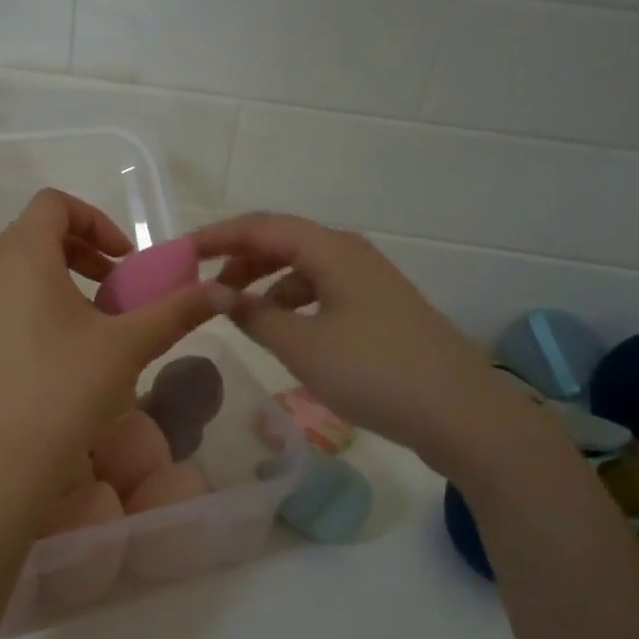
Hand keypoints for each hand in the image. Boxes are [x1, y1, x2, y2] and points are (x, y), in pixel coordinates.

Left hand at [0, 190, 231, 484]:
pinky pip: (5, 308)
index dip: (95, 220)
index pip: (53, 204)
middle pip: (34, 236)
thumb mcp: (129, 346)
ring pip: (18, 275)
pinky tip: (64, 358)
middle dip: (82, 252)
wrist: (3, 465)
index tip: (124, 260)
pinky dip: (37, 311)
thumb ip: (176, 311)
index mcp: (23, 259)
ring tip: (95, 325)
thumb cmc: (66, 391)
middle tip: (115, 286)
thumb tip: (225, 292)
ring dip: (61, 283)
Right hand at [192, 212, 549, 478]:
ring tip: (235, 309)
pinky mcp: (378, 307)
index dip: (216, 237)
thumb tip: (217, 295)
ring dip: (264, 281)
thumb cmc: (374, 372)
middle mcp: (350, 253)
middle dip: (238, 259)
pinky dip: (291, 300)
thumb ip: (254, 316)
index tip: (179, 254)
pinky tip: (281, 327)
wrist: (459, 411)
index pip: (261, 227)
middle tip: (202, 286)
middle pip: (283, 241)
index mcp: (331, 250)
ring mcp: (369, 280)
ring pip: (303, 266)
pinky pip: (322, 289)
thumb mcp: (302, 346)